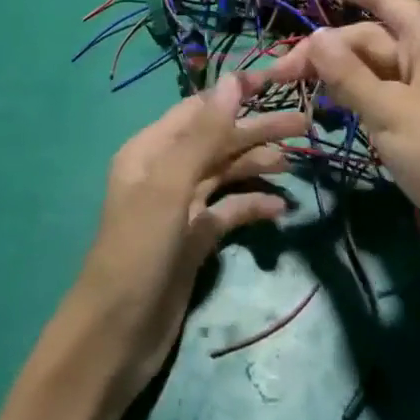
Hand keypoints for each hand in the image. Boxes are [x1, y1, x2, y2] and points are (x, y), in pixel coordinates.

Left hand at [72, 70, 305, 398]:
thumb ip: (204, 134)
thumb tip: (233, 81)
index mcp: (152, 149)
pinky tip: (280, 209)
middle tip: (303, 125)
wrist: (116, 339)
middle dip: (256, 130)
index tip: (277, 83)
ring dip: (257, 164)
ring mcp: (182, 206)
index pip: (201, 108)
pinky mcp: (195, 239)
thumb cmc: (138, 251)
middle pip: (218, 139)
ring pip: (226, 172)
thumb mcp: (169, 186)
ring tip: (294, 161)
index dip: (237, 94)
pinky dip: (252, 205)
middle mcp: (166, 170)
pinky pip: (229, 210)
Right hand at [267, 0, 419, 282]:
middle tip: (281, 75)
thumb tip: (315, 35)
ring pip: (371, 67)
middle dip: (326, 48)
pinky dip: (353, 95)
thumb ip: (348, 74)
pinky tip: (330, 109)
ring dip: (336, 73)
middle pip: (369, 37)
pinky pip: (380, 92)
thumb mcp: (390, 113)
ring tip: (298, 91)